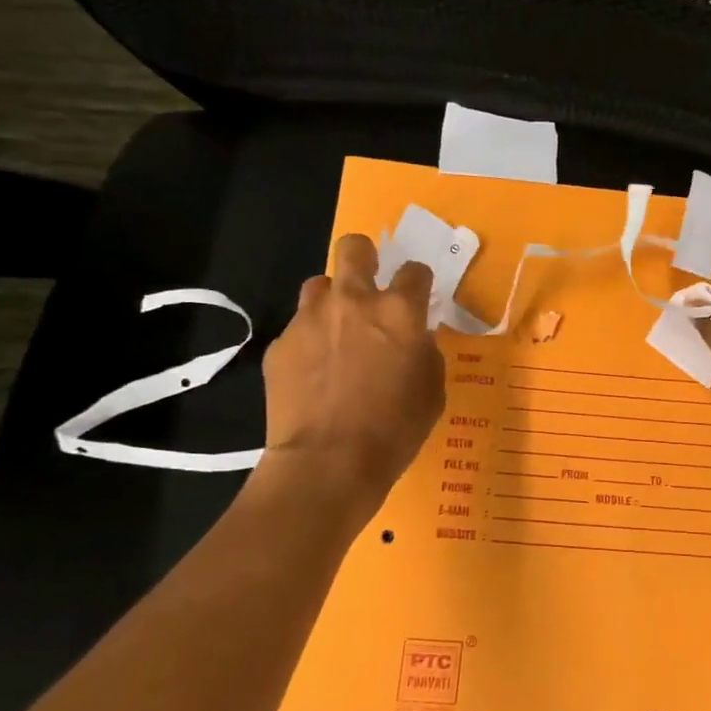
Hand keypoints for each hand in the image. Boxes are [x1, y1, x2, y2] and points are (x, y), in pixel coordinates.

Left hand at [254, 233, 445, 505]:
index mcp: (399, 311)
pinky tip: (313, 374)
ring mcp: (310, 320)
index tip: (417, 298)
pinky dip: (308, 342)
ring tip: (336, 334)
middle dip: (364, 257)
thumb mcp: (432, 389)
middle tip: (368, 286)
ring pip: (319, 285)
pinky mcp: (279, 344)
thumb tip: (413, 337)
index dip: (417, 282)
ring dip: (332, 301)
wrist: (328, 463)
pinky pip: (297, 329)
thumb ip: (424, 350)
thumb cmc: (395, 429)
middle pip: (354, 248)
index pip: (414, 270)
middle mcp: (353, 301)